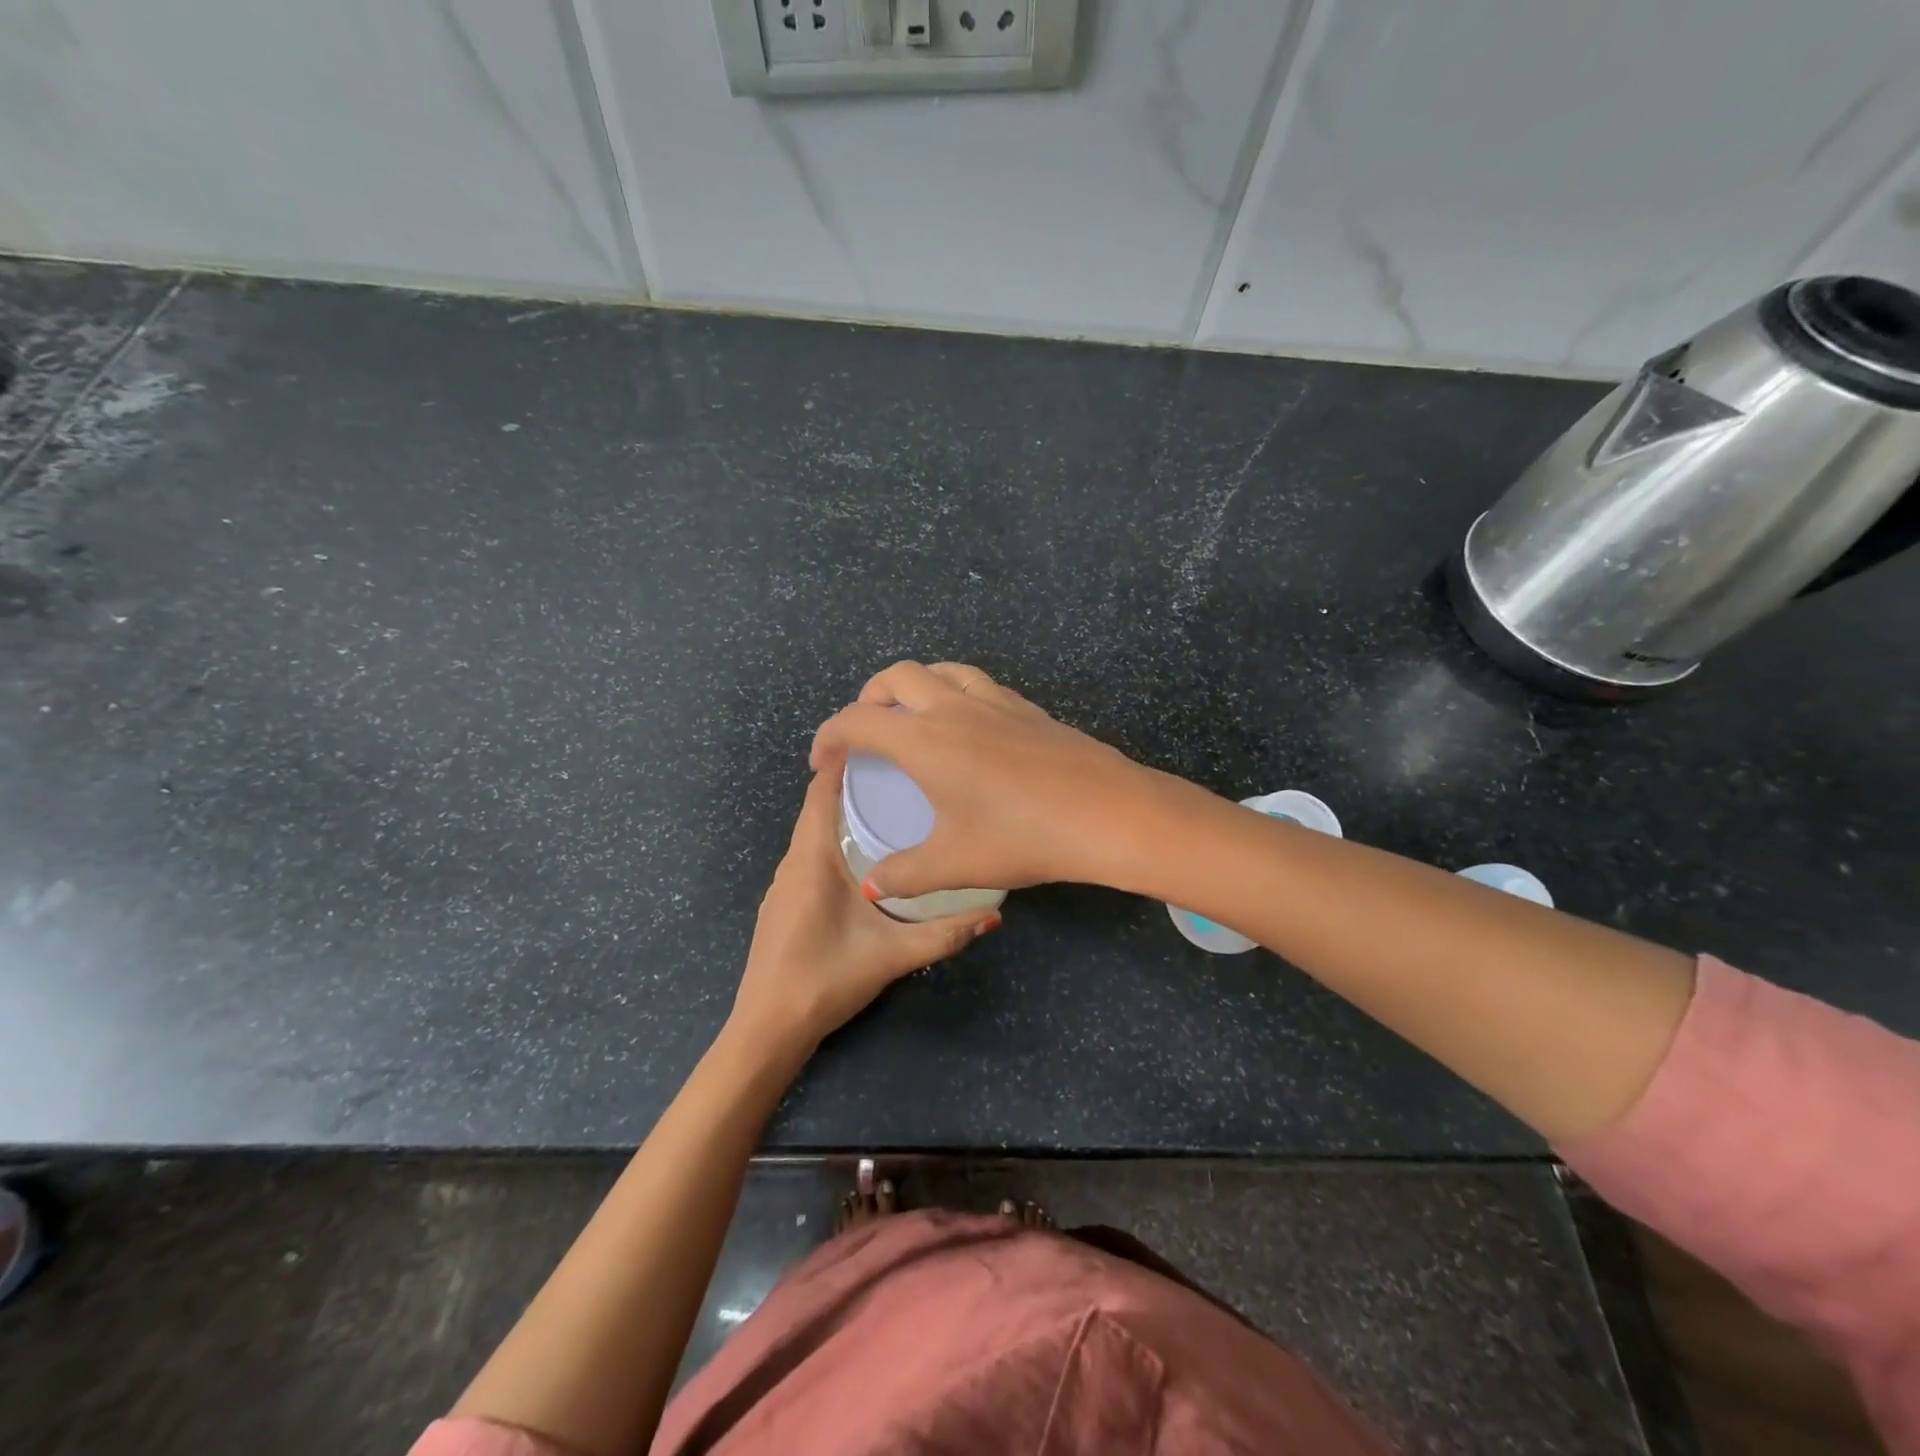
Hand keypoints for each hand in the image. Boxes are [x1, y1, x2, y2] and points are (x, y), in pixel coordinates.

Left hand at [729, 761, 1000, 1058]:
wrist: (767, 1029)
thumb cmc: (825, 980)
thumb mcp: (892, 956)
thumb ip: (944, 935)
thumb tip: (994, 916)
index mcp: (811, 860)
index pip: (820, 793)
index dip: (843, 763)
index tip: (880, 742)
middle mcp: (792, 863)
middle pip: (818, 808)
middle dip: (853, 786)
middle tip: (901, 771)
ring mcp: (782, 885)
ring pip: (813, 834)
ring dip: (843, 814)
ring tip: (889, 804)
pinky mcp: (782, 904)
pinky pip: (809, 857)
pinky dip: (833, 841)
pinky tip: (863, 856)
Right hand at [809, 661, 1169, 899]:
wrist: (1108, 813)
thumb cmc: (1022, 837)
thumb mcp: (955, 863)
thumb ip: (905, 874)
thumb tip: (873, 886)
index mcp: (924, 739)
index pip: (858, 721)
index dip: (829, 736)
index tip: (822, 762)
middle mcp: (954, 707)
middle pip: (896, 676)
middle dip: (868, 697)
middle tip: (865, 732)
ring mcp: (995, 701)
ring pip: (941, 670)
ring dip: (914, 685)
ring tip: (912, 717)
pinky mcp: (1028, 708)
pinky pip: (976, 683)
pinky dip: (953, 692)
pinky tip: (968, 728)